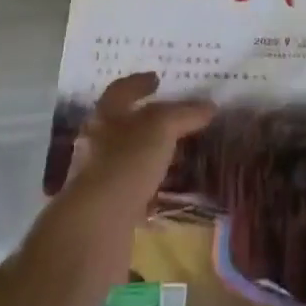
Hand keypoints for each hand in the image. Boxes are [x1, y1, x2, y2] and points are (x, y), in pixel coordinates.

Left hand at [61, 72, 214, 225]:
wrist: (96, 226)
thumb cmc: (126, 162)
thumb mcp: (161, 128)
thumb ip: (184, 114)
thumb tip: (209, 106)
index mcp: (104, 116)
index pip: (120, 90)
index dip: (139, 82)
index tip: (157, 78)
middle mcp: (95, 142)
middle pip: (122, 123)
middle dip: (146, 120)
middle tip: (173, 117)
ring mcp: (97, 176)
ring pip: (126, 157)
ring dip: (148, 154)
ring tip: (175, 154)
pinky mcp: (104, 207)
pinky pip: (130, 188)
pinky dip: (147, 185)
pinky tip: (165, 190)